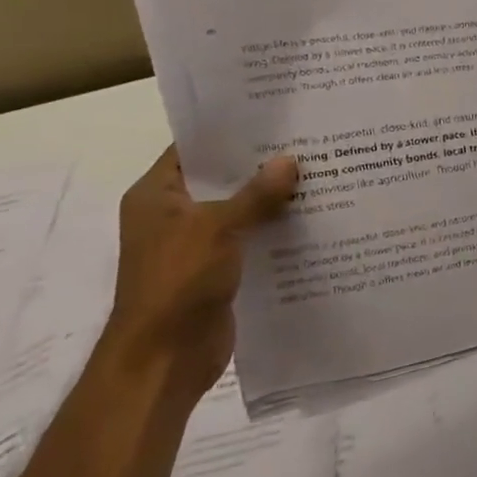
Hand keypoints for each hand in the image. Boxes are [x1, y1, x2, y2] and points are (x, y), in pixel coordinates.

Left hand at [105, 147, 298, 396]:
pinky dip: (274, 230)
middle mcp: (173, 215)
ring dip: (272, 200)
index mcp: (157, 196)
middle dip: (261, 166)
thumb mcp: (218, 228)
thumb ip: (255, 194)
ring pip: (240, 211)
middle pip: (221, 179)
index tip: (274, 118)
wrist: (165, 358)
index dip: (229, 133)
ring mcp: (195, 245)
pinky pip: (250, 240)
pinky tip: (312, 219)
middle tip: (308, 143)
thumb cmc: (178, 281)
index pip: (192, 150)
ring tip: (319, 175)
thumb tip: (290, 160)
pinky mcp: (218, 270)